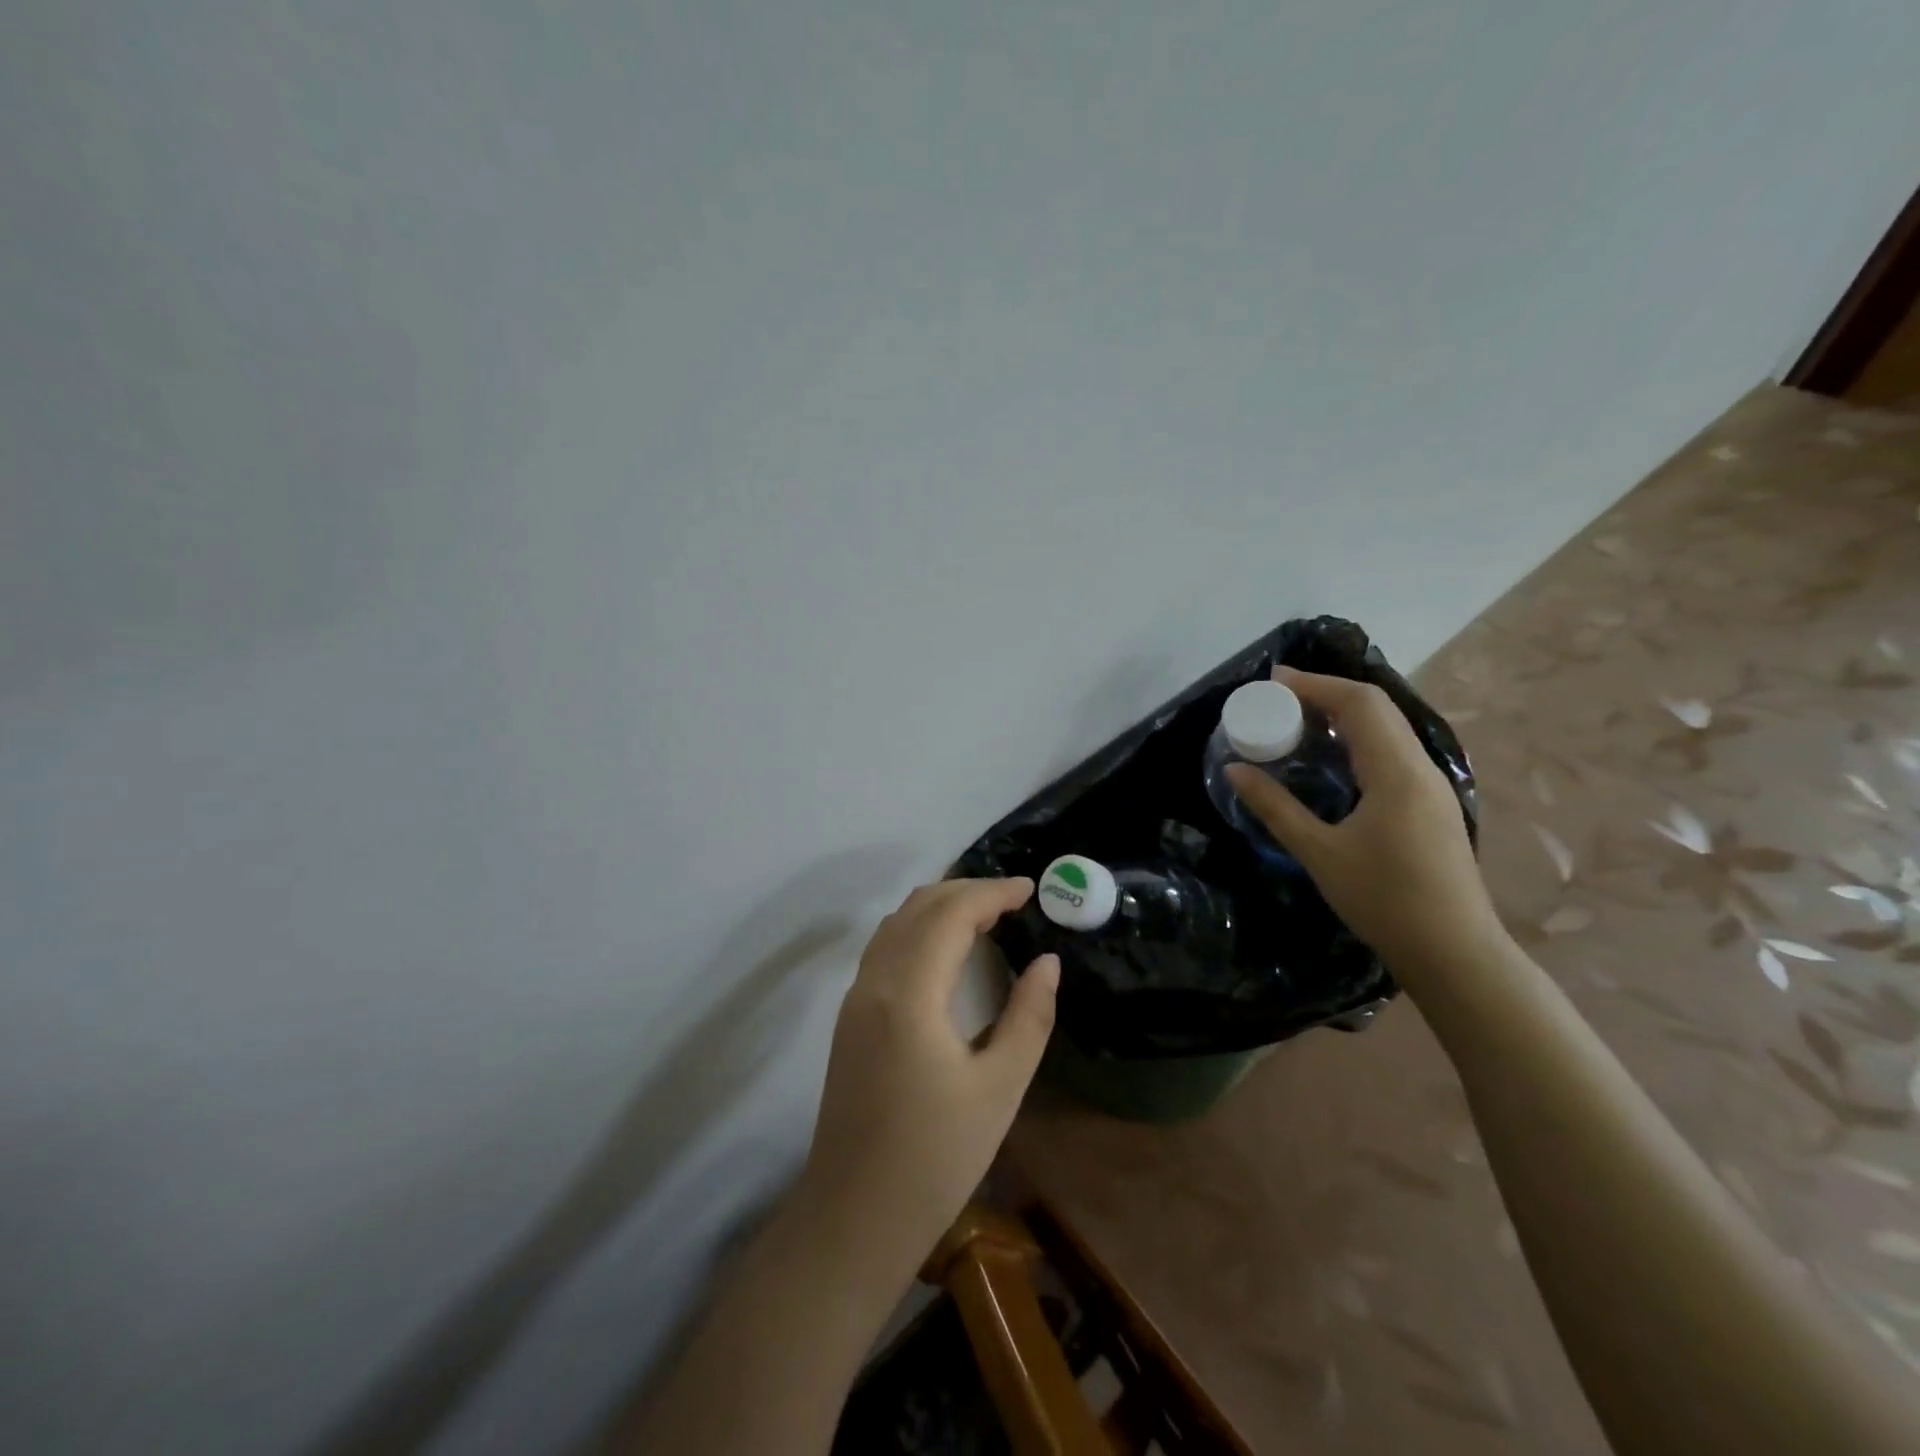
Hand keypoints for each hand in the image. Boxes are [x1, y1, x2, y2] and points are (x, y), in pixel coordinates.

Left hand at [798, 878, 1058, 1271]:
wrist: (854, 1217)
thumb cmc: (936, 1158)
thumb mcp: (999, 1088)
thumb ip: (1029, 1016)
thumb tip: (1047, 962)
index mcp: (909, 993)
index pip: (951, 914)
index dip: (992, 892)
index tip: (1031, 889)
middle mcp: (874, 981)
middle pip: (919, 907)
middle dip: (967, 890)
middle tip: (1013, 899)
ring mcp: (855, 998)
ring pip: (896, 922)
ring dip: (940, 906)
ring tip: (986, 914)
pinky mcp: (849, 1017)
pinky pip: (885, 947)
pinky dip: (919, 928)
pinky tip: (946, 949)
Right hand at [1226, 667, 1501, 978]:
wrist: (1454, 952)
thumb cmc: (1384, 900)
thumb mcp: (1319, 852)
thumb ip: (1275, 807)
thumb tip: (1234, 770)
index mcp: (1396, 772)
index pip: (1359, 704)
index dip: (1315, 684)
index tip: (1273, 681)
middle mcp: (1421, 768)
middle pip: (1377, 708)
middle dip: (1327, 693)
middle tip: (1279, 698)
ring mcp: (1432, 786)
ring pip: (1388, 729)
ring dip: (1344, 714)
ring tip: (1298, 721)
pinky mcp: (1432, 804)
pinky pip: (1393, 751)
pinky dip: (1358, 739)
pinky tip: (1332, 758)